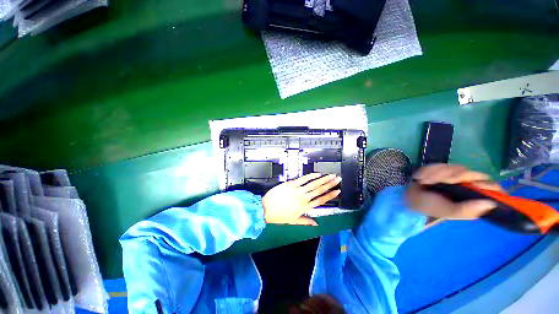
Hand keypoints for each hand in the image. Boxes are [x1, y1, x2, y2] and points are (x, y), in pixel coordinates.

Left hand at [262, 173, 341, 225]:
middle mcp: (303, 198)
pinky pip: (303, 179)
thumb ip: (305, 222)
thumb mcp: (293, 221)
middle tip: (338, 179)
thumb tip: (316, 225)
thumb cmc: (279, 216)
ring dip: (323, 179)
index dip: (330, 195)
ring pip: (313, 184)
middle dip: (330, 184)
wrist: (266, 209)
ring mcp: (298, 190)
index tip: (337, 191)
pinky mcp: (291, 184)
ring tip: (331, 176)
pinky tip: (317, 173)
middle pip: (319, 190)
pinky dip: (310, 176)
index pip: (321, 201)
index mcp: (304, 208)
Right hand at [407, 164, 502, 218]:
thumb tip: (491, 203)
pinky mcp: (444, 170)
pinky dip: (430, 170)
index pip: (493, 189)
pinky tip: (423, 177)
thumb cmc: (429, 206)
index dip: (489, 185)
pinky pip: (442, 164)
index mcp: (473, 199)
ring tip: (426, 181)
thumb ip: (467, 210)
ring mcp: (456, 177)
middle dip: (457, 176)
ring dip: (439, 174)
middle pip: (475, 174)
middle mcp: (468, 187)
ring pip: (457, 168)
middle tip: (444, 181)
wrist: (409, 196)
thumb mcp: (448, 211)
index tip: (477, 186)